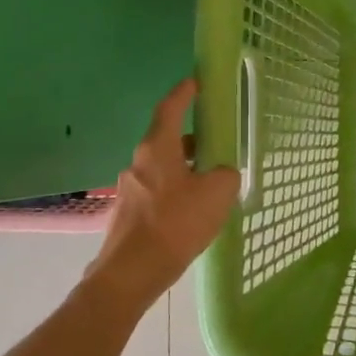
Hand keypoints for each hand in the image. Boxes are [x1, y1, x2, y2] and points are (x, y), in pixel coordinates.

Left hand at [89, 79, 240, 308]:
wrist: (132, 272)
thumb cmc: (176, 224)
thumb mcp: (217, 194)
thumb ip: (226, 175)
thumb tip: (222, 173)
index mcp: (157, 149)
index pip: (170, 109)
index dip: (184, 94)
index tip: (195, 82)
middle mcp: (138, 163)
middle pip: (166, 140)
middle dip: (191, 140)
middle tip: (215, 145)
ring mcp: (130, 189)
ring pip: (163, 168)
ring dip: (185, 169)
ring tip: (210, 185)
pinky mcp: (128, 214)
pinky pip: (157, 192)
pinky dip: (176, 192)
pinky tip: (192, 213)